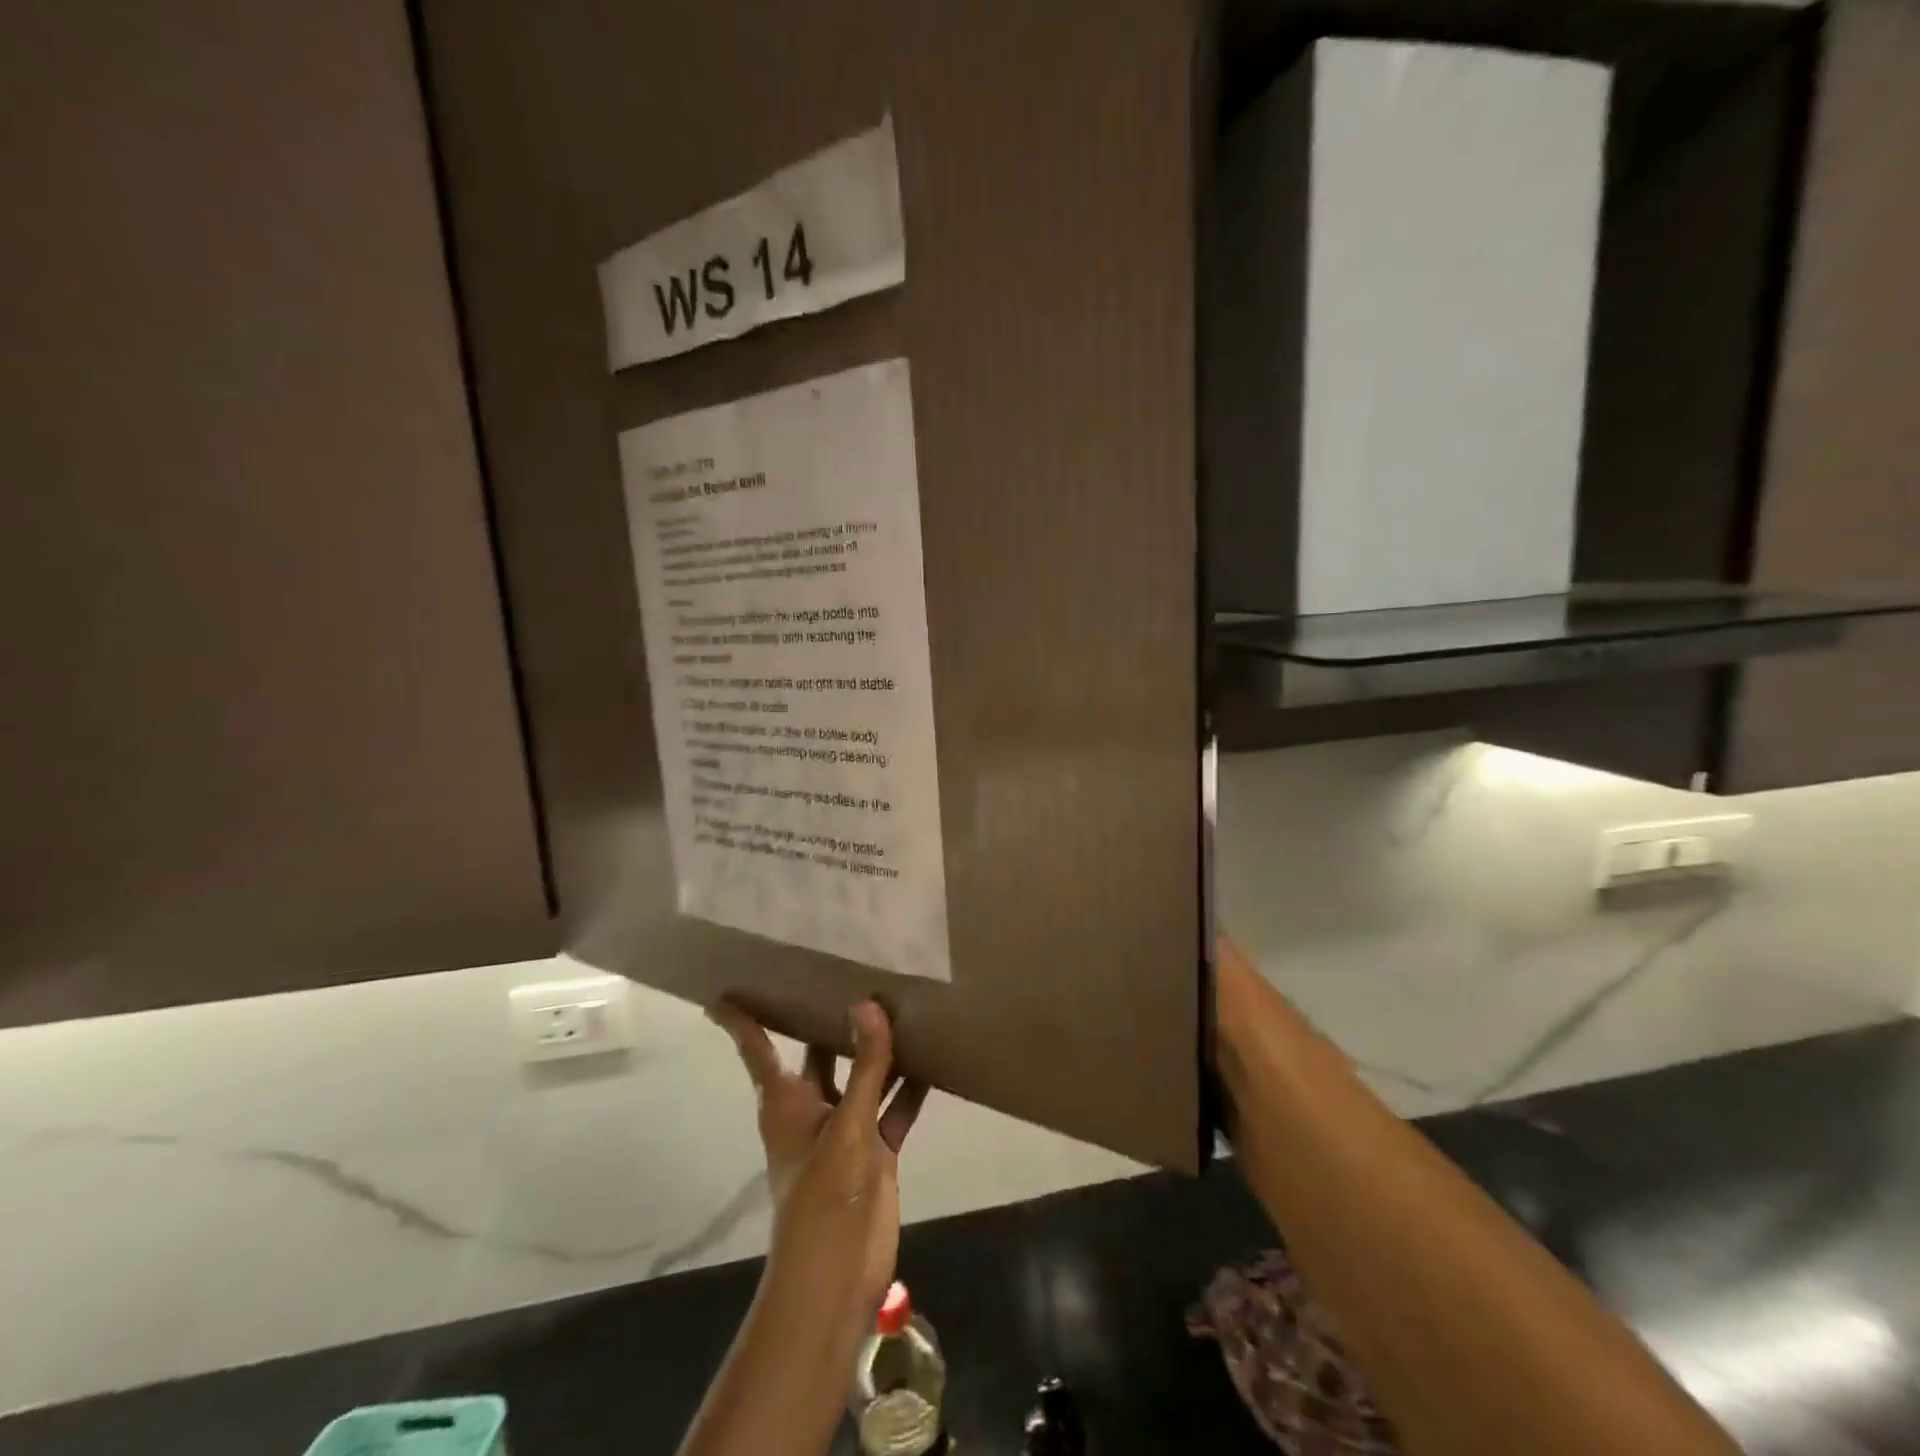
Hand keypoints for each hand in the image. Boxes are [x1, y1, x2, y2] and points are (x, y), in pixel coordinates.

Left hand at [709, 999, 927, 1353]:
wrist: (838, 1275)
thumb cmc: (824, 1195)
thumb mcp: (847, 1126)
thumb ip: (865, 1066)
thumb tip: (868, 1004)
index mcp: (786, 1100)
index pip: (756, 1047)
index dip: (741, 1020)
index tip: (725, 992)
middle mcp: (813, 1107)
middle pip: (818, 1052)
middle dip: (830, 1020)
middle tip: (850, 971)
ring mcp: (845, 1129)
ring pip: (862, 1076)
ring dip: (879, 1050)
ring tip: (904, 1004)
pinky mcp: (874, 1149)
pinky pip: (893, 1108)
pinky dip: (909, 1088)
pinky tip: (934, 1060)